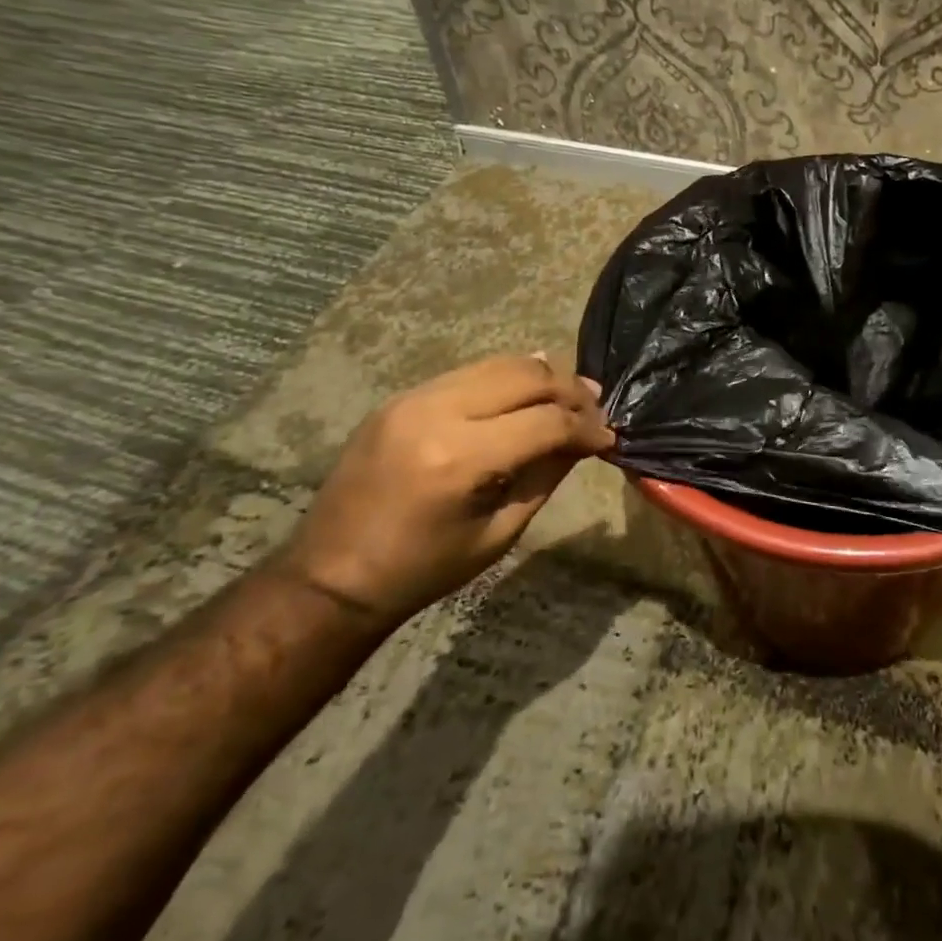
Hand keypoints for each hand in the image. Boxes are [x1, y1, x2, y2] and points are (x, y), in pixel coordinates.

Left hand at [276, 354, 613, 622]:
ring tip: (570, 396)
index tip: (609, 438)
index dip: (587, 427)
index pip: (546, 421)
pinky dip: (506, 379)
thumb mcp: (499, 533)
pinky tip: (526, 394)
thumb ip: (547, 476)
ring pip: (498, 364)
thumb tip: (587, 440)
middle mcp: (436, 412)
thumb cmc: (423, 569)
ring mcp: (413, 398)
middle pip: (526, 376)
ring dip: (541, 377)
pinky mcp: (401, 397)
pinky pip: (468, 373)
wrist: (332, 576)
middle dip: (570, 390)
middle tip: (596, 409)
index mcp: (460, 459)